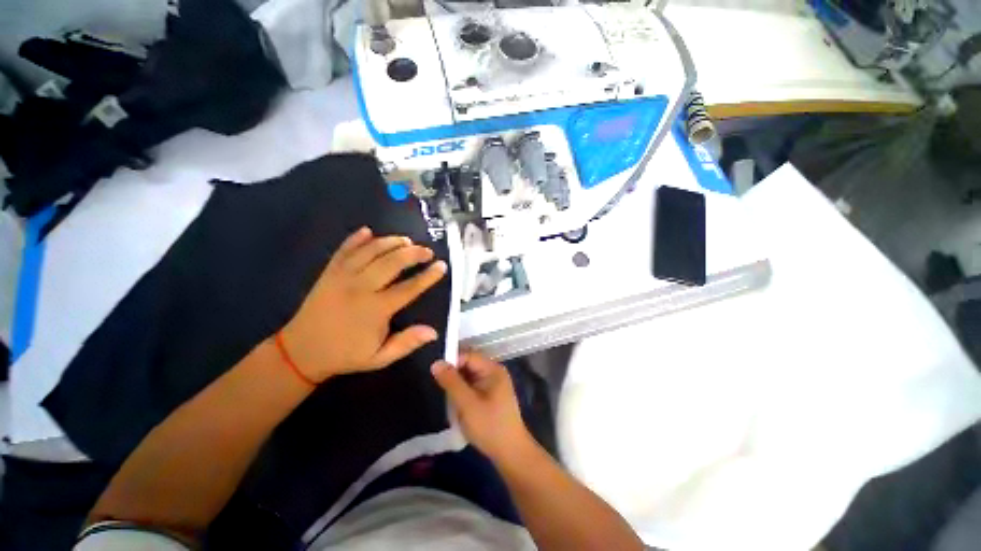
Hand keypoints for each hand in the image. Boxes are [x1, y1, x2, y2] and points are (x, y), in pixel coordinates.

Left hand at [281, 227, 446, 382]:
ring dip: (391, 242)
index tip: (441, 266)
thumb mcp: (380, 358)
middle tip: (427, 251)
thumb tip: (434, 332)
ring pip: (371, 251)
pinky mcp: (329, 272)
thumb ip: (407, 343)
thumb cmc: (345, 355)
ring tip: (407, 240)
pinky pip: (344, 250)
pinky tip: (368, 231)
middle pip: (392, 262)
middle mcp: (360, 288)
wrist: (301, 352)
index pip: (409, 288)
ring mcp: (342, 277)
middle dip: (413, 253)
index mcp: (375, 310)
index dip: (428, 276)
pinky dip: (356, 238)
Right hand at [431, 352, 532, 462]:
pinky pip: (473, 386)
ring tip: (450, 400)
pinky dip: (464, 393)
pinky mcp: (491, 394)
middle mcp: (494, 371)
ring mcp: (493, 383)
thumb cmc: (489, 426)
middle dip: (454, 375)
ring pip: (469, 376)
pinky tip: (458, 405)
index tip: (437, 376)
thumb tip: (436, 363)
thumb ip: (451, 382)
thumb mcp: (467, 403)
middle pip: (468, 365)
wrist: (510, 452)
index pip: (468, 356)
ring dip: (458, 386)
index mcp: (492, 369)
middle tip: (442, 390)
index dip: (452, 362)